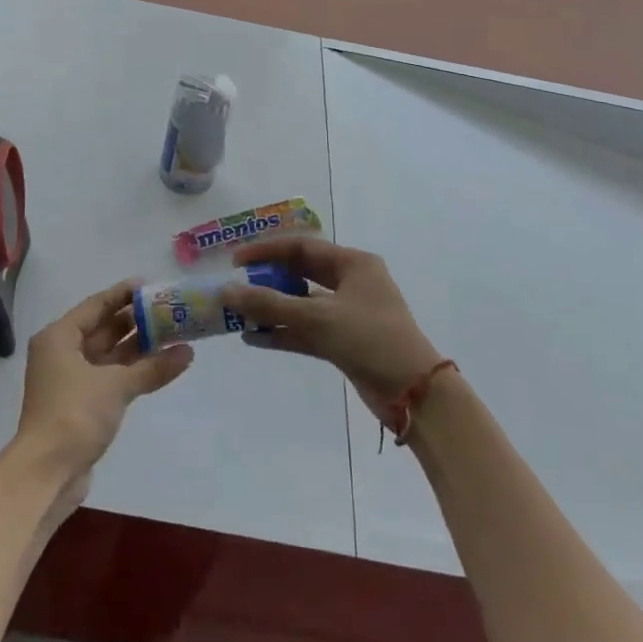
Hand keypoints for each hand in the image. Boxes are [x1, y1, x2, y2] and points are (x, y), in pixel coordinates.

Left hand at [13, 282, 193, 486]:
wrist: (46, 474)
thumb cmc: (74, 414)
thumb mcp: (116, 385)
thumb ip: (152, 366)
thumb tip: (188, 352)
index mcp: (59, 337)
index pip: (96, 305)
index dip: (123, 294)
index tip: (151, 285)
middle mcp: (62, 353)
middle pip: (103, 329)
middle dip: (136, 321)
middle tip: (169, 310)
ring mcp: (71, 380)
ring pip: (109, 354)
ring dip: (138, 347)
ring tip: (173, 334)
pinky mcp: (81, 404)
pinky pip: (111, 377)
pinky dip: (133, 371)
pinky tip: (161, 365)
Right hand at [223, 239, 441, 422]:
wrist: (415, 393)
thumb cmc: (370, 339)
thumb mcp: (318, 317)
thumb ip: (270, 304)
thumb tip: (227, 291)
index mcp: (353, 264)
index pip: (301, 247)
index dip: (266, 251)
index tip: (235, 260)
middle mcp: (351, 283)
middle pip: (300, 274)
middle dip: (267, 281)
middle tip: (236, 286)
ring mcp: (347, 313)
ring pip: (301, 305)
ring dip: (272, 310)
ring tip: (238, 314)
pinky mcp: (344, 342)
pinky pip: (306, 330)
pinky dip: (283, 332)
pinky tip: (254, 338)